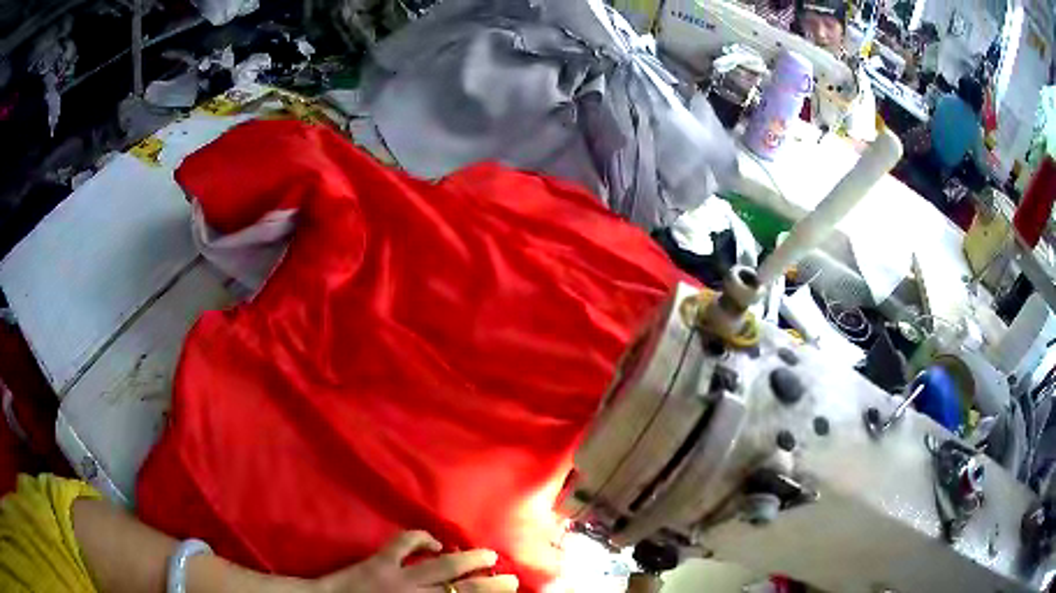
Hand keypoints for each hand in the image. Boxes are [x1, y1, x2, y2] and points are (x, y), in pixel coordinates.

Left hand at [315, 531, 518, 592]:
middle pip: (465, 589)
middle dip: (492, 585)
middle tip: (512, 579)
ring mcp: (399, 577)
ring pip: (443, 566)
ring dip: (469, 559)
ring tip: (488, 555)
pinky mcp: (380, 560)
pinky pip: (406, 543)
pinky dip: (423, 539)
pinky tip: (435, 542)